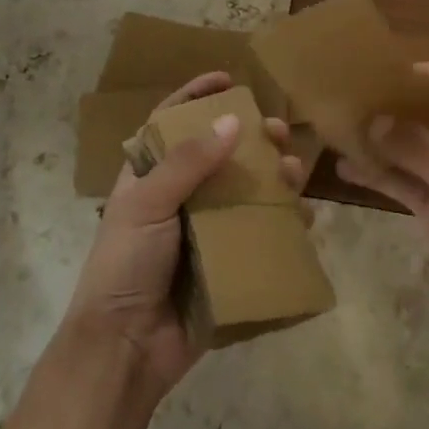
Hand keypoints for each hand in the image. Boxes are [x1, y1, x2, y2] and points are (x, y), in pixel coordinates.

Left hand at [62, 72, 303, 399]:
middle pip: (220, 155)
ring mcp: (204, 231)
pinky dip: (283, 224)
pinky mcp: (226, 264)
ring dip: (273, 178)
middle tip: (279, 131)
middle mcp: (179, 197)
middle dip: (251, 139)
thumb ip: (188, 162)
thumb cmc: (126, 264)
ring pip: (245, 192)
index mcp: (149, 176)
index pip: (172, 123)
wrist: (125, 349)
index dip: (197, 96)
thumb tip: (232, 121)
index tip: (228, 79)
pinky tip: (303, 218)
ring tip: (295, 173)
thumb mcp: (147, 203)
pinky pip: (259, 235)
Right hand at [337, 62, 428, 364]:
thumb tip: (374, 118)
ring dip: (380, 141)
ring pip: (413, 150)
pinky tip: (346, 169)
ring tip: (337, 130)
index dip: (422, 75)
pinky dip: (380, 175)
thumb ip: (419, 148)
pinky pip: (406, 184)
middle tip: (348, 100)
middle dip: (392, 107)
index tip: (379, 76)